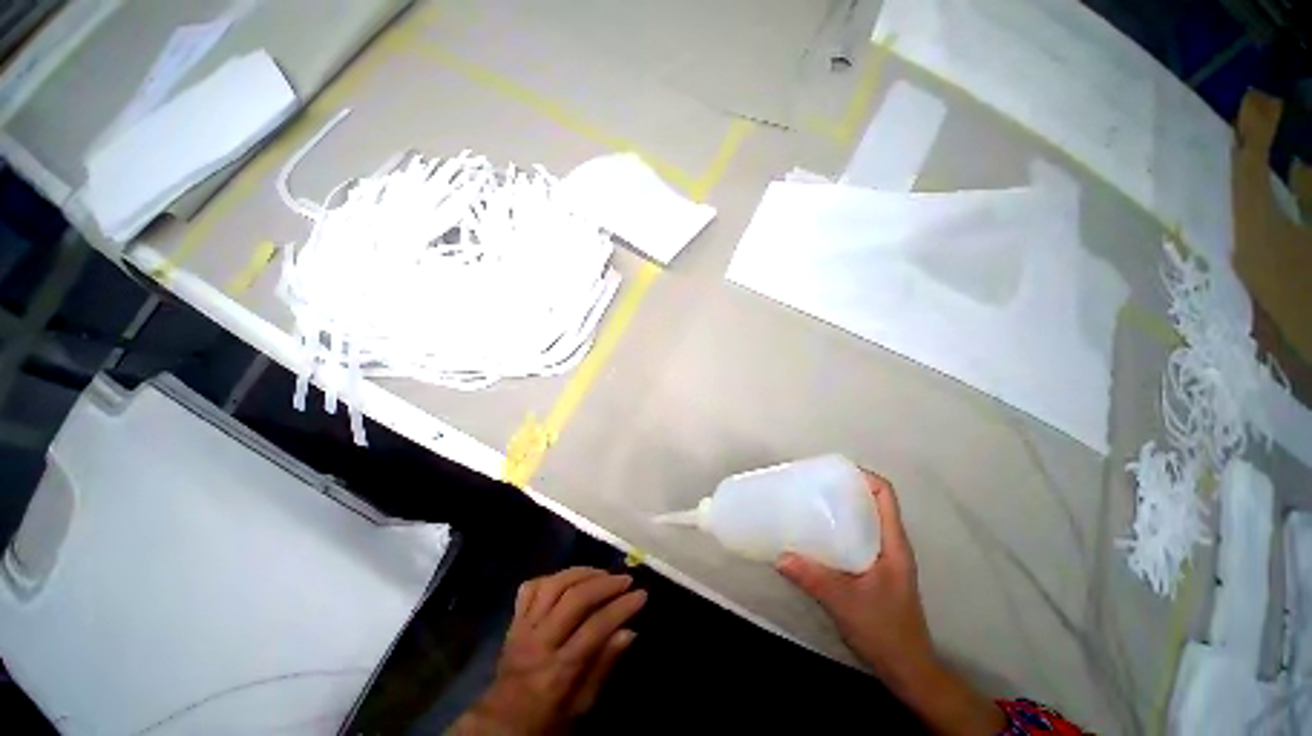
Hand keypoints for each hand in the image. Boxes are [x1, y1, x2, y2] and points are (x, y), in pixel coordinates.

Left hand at [452, 568, 646, 734]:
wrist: (500, 725)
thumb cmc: (547, 721)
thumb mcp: (581, 707)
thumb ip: (603, 667)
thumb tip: (630, 631)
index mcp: (558, 671)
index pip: (595, 628)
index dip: (621, 608)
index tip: (642, 595)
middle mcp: (539, 643)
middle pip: (574, 599)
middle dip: (604, 584)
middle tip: (625, 579)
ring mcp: (523, 628)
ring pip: (554, 585)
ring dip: (582, 573)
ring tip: (603, 573)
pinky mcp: (513, 621)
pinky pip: (531, 587)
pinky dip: (553, 577)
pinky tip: (569, 579)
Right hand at [777, 471, 1004, 735]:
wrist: (906, 668)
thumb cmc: (885, 631)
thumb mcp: (846, 602)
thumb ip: (813, 579)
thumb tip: (780, 556)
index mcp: (892, 543)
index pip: (885, 495)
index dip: (863, 476)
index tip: (833, 473)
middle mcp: (889, 545)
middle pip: (871, 503)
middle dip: (844, 490)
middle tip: (812, 486)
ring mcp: (882, 558)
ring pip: (862, 520)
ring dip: (839, 509)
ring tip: (809, 506)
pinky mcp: (872, 571)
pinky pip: (854, 538)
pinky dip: (836, 530)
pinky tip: (815, 538)